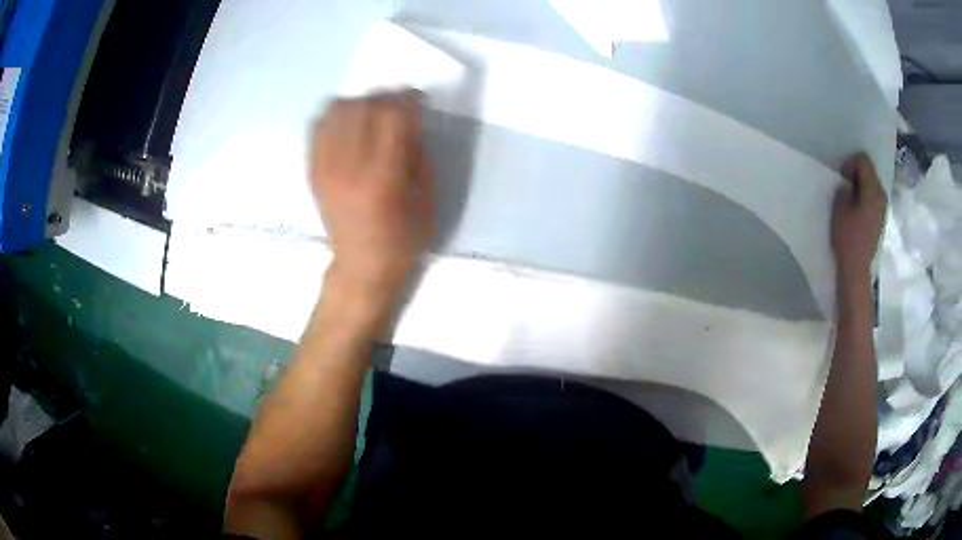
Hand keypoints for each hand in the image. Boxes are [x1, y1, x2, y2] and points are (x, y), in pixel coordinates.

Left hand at [310, 91, 432, 302]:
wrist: (361, 265)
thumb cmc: (402, 238)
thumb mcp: (425, 199)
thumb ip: (418, 154)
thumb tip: (410, 120)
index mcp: (383, 176)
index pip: (392, 116)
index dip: (408, 99)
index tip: (418, 99)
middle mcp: (349, 166)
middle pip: (364, 107)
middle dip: (386, 97)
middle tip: (397, 105)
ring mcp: (325, 167)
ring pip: (337, 110)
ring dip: (359, 102)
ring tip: (372, 111)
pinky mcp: (313, 170)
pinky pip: (317, 126)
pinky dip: (334, 114)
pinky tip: (347, 120)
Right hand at [831, 153, 886, 287]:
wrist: (857, 270)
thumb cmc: (848, 239)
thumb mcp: (839, 209)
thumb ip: (844, 190)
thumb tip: (847, 186)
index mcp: (873, 190)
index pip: (863, 160)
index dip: (850, 162)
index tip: (841, 176)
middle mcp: (882, 195)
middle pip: (869, 171)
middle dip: (855, 173)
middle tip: (843, 185)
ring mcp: (883, 208)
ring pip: (871, 184)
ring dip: (859, 185)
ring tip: (848, 197)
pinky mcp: (880, 218)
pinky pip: (873, 197)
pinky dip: (864, 196)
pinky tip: (855, 209)